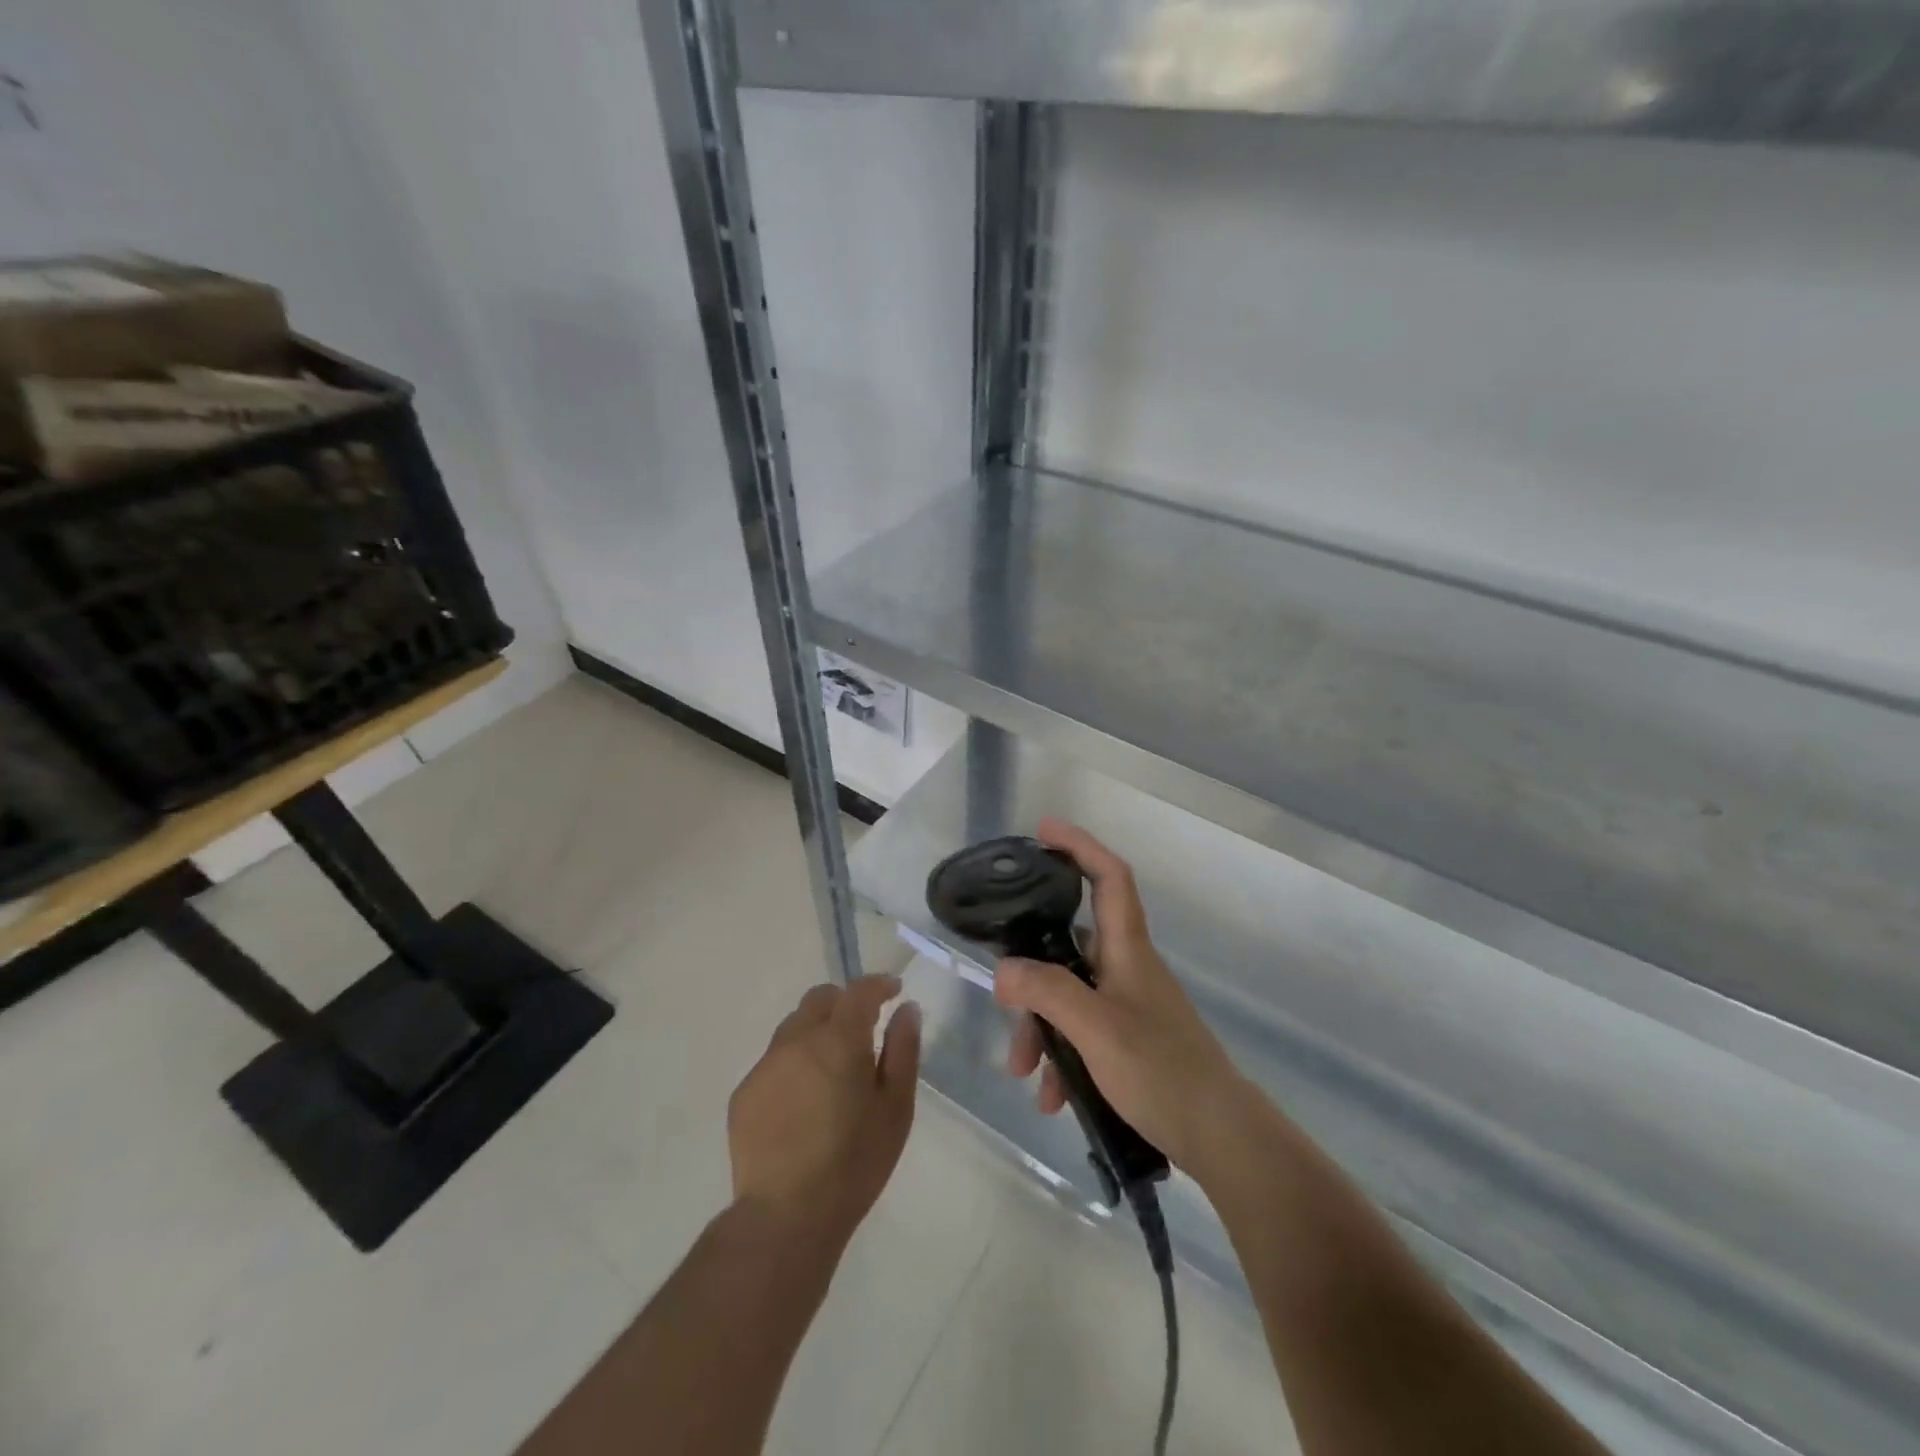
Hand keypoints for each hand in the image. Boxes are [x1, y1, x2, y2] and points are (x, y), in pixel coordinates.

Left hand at [728, 975, 920, 1244]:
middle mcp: (796, 1041)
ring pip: (793, 1028)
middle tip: (863, 1028)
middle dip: (844, 1002)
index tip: (893, 991)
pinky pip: (773, 1062)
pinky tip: (803, 1103)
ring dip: (816, 1032)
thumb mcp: (896, 1108)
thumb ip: (903, 1050)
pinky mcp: (743, 1094)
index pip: (858, 991)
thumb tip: (906, 1009)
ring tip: (832, 1069)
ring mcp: (765, 1066)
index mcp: (838, 1040)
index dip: (878, 984)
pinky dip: (793, 1065)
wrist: (786, 1217)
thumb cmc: (855, 1162)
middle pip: (819, 999)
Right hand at [995, 819, 1238, 1171]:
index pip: (1109, 876)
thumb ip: (1047, 993)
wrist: (1221, 1138)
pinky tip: (1052, 1097)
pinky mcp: (1129, 1039)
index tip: (1043, 831)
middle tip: (1004, 1003)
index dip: (1079, 845)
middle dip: (1032, 975)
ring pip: (1069, 995)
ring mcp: (1129, 1004)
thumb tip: (1004, 971)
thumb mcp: (1095, 1029)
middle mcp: (1127, 967)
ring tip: (1024, 1073)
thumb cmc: (1160, 1071)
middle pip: (1069, 945)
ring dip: (1041, 1028)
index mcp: (1127, 948)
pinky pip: (1082, 1032)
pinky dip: (1062, 1056)